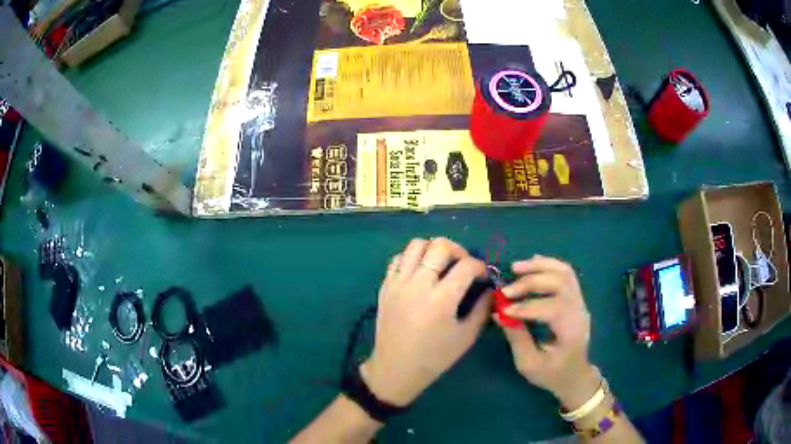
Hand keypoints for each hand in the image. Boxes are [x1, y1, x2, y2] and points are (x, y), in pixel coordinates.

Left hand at [361, 238, 490, 406]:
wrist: (395, 369)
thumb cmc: (434, 357)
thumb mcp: (466, 337)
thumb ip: (482, 309)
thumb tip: (491, 290)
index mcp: (441, 299)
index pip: (467, 265)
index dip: (480, 267)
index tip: (483, 277)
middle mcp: (418, 284)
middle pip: (440, 246)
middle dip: (459, 250)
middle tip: (464, 265)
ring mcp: (398, 283)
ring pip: (416, 245)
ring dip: (433, 249)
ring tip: (441, 264)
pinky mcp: (385, 286)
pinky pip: (398, 258)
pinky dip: (412, 257)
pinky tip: (420, 272)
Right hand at [497, 256, 599, 409]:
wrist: (575, 375)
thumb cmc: (552, 374)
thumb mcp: (530, 364)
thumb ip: (517, 338)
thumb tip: (499, 313)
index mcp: (571, 331)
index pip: (553, 308)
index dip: (527, 306)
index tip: (503, 309)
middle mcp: (579, 311)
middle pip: (561, 283)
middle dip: (531, 282)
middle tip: (506, 289)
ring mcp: (580, 302)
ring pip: (565, 272)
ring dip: (539, 267)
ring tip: (516, 267)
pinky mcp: (576, 298)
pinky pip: (566, 273)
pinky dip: (549, 264)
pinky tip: (532, 263)